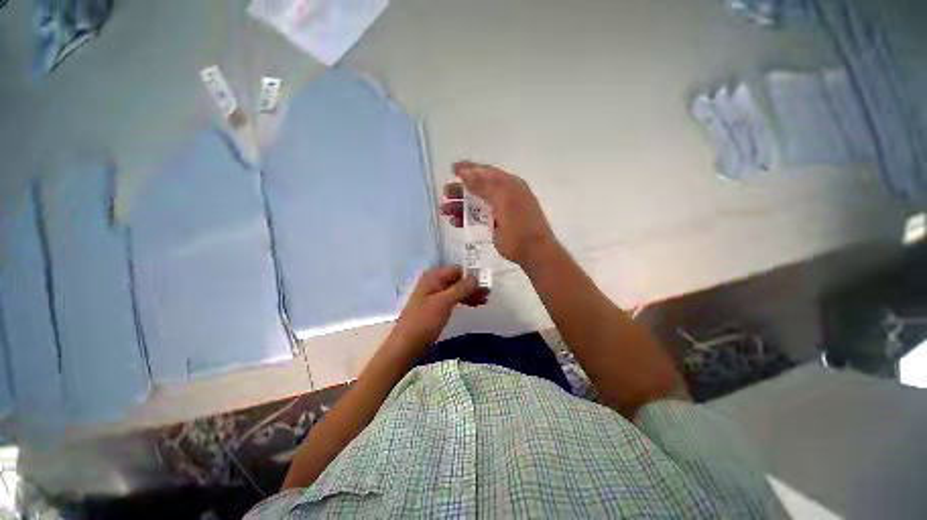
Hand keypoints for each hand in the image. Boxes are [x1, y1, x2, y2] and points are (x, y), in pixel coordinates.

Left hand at [388, 266, 485, 352]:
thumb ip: (461, 288)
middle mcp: (433, 282)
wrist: (405, 346)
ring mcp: (434, 295)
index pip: (457, 270)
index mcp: (433, 277)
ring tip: (483, 302)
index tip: (483, 288)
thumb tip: (476, 277)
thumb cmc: (424, 322)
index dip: (471, 277)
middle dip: (472, 286)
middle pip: (457, 279)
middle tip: (487, 297)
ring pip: (456, 290)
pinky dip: (462, 301)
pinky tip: (472, 306)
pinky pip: (452, 299)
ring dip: (469, 294)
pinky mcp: (435, 307)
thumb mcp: (444, 302)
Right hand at [441, 161, 557, 267]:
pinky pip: (480, 218)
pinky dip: (467, 219)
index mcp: (510, 186)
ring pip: (478, 204)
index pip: (487, 172)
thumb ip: (485, 186)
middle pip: (480, 188)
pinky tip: (455, 222)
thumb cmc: (519, 228)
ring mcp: (502, 211)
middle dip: (462, 190)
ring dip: (461, 206)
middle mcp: (506, 195)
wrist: (534, 254)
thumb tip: (466, 171)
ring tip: (444, 211)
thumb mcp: (503, 203)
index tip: (453, 169)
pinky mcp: (498, 225)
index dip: (470, 169)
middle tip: (446, 193)